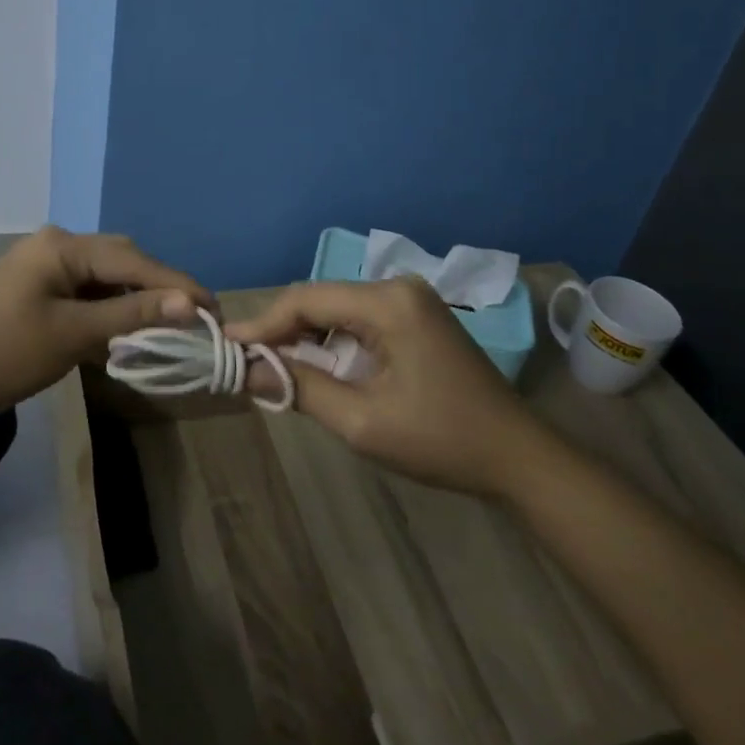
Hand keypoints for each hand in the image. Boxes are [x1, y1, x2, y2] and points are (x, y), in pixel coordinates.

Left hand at [0, 227, 211, 429]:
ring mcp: (45, 269)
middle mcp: (56, 247)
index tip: (213, 308)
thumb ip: (131, 317)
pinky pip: (87, 296)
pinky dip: (110, 314)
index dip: (175, 284)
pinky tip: (129, 333)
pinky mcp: (40, 293)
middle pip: (121, 263)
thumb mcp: (72, 335)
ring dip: (134, 304)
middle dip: (158, 290)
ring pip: (106, 281)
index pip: (132, 260)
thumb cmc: (2, 353)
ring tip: (171, 327)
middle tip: (196, 318)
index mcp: (62, 246)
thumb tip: (190, 304)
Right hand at [226, 277, 531, 495]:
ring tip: (273, 366)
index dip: (262, 323)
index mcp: (388, 302)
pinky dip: (334, 340)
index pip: (306, 299)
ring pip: (338, 309)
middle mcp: (398, 287)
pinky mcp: (418, 317)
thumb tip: (246, 371)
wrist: (518, 457)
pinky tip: (317, 364)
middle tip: (246, 361)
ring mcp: (412, 300)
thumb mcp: (362, 421)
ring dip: (306, 336)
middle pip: (321, 299)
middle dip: (282, 330)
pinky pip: (361, 320)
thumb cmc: (441, 440)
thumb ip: (300, 388)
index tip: (226, 346)